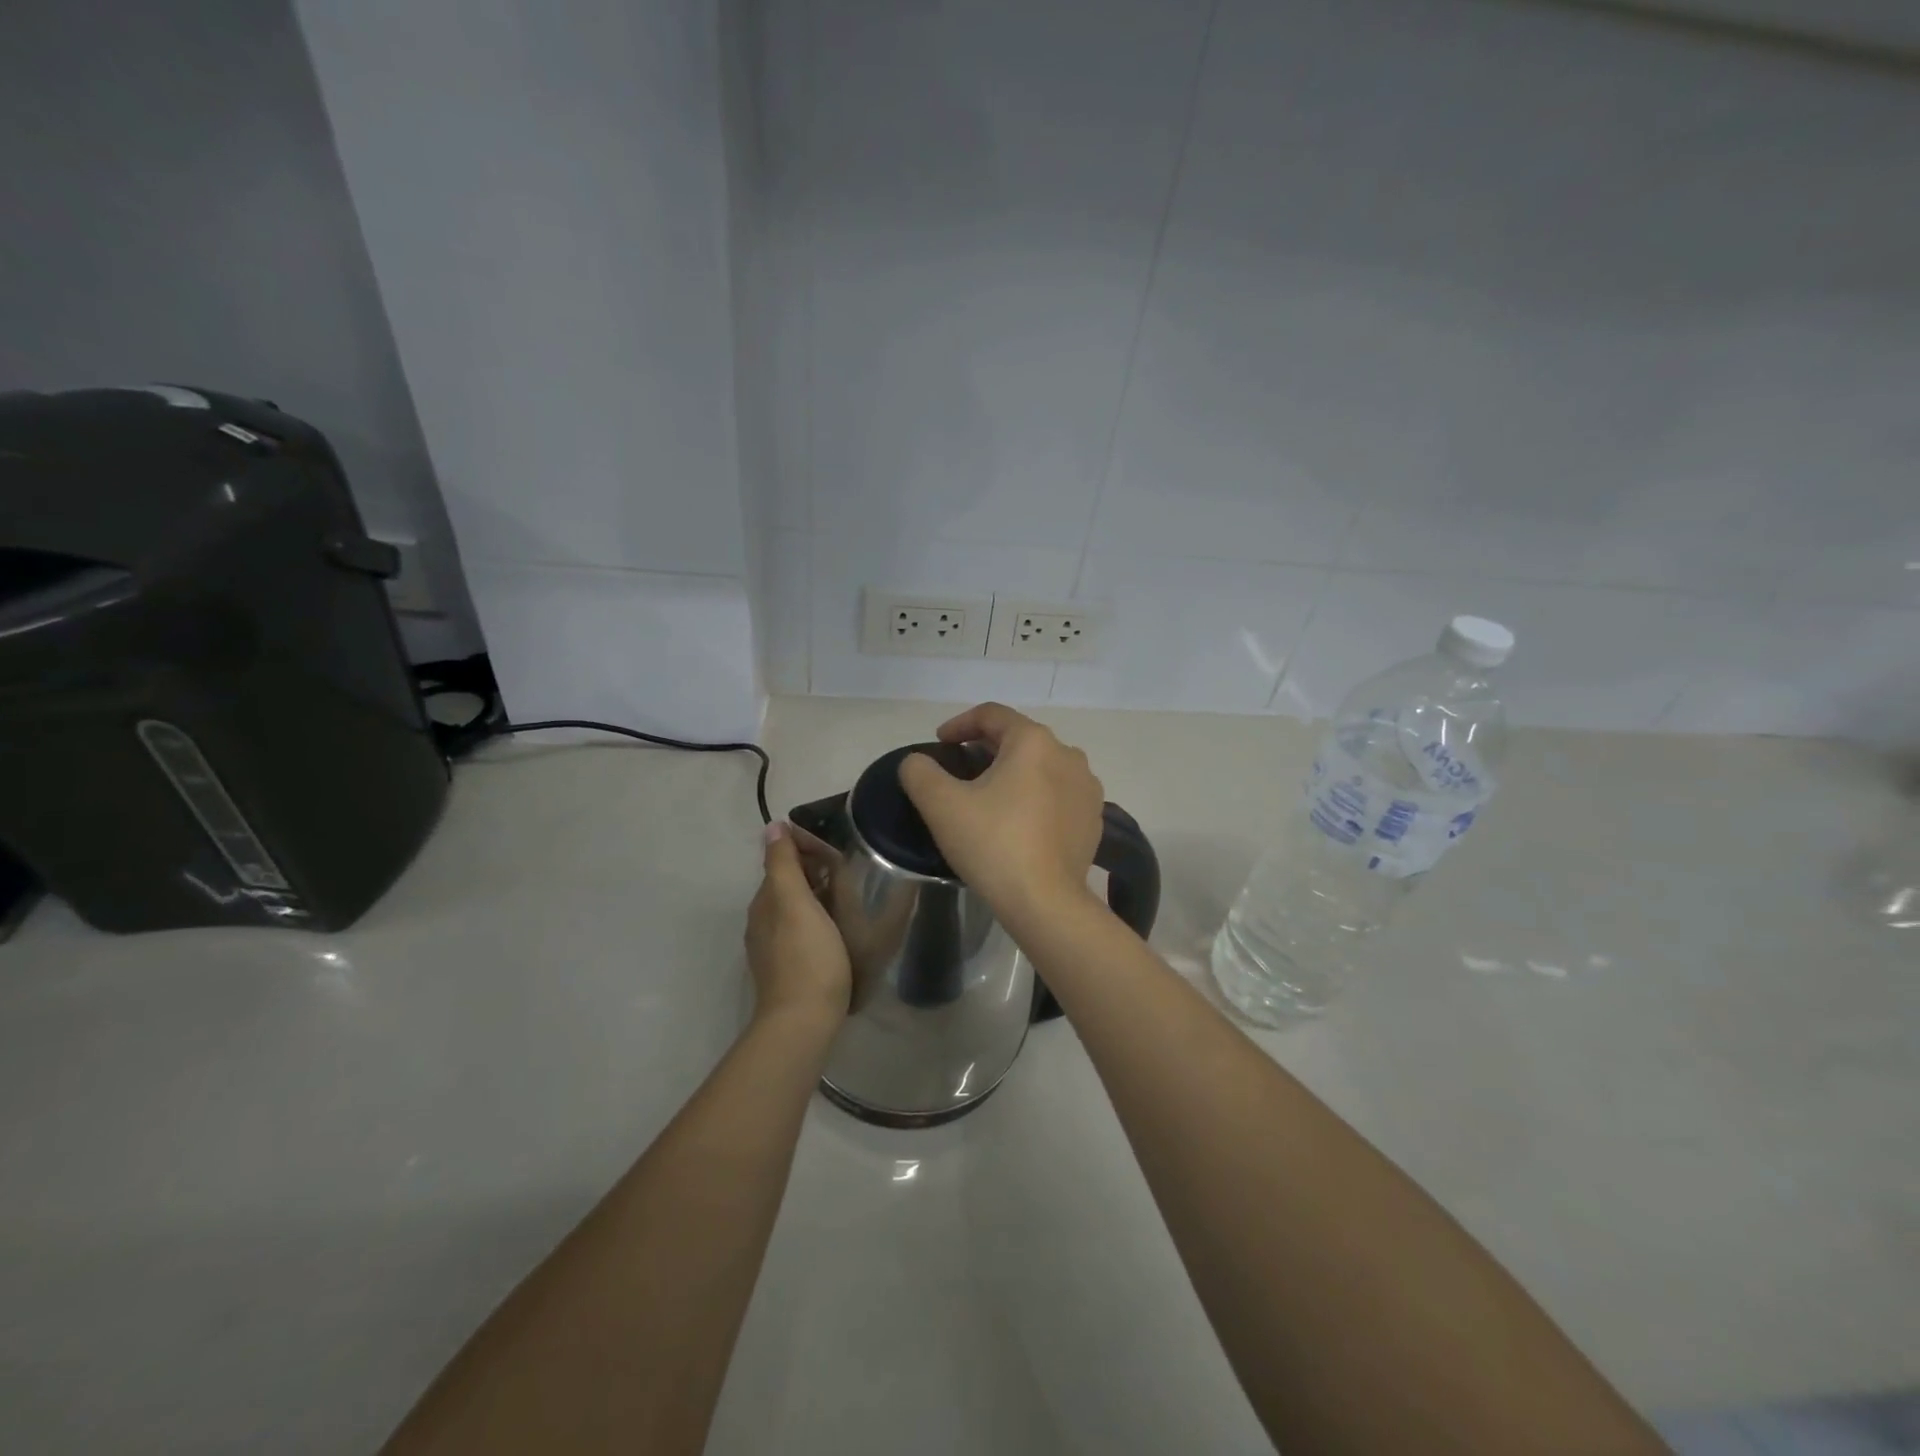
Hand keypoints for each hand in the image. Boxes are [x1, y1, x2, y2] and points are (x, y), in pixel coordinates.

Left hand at [745, 824, 850, 1028]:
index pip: (781, 860)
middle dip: (814, 871)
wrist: (803, 1021)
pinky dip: (820, 918)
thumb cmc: (806, 956)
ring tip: (851, 895)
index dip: (806, 849)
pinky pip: (803, 929)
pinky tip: (839, 926)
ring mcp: (774, 947)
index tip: (837, 851)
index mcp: (764, 902)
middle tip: (850, 870)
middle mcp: (763, 921)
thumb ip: (783, 864)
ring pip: (797, 907)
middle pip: (789, 884)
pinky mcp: (790, 967)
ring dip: (819, 895)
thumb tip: (772, 826)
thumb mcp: (795, 902)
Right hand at [897, 703, 1104, 921]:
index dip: (959, 724)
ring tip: (990, 797)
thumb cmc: (993, 844)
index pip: (992, 715)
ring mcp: (1087, 788)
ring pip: (1042, 767)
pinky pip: (1059, 795)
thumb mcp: (941, 805)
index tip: (939, 744)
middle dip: (986, 749)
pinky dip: (1036, 798)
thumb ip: (919, 772)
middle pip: (1019, 739)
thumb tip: (917, 762)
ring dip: (1014, 773)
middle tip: (960, 771)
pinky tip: (1019, 823)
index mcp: (1034, 741)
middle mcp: (1068, 755)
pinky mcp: (1094, 819)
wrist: (1045, 903)